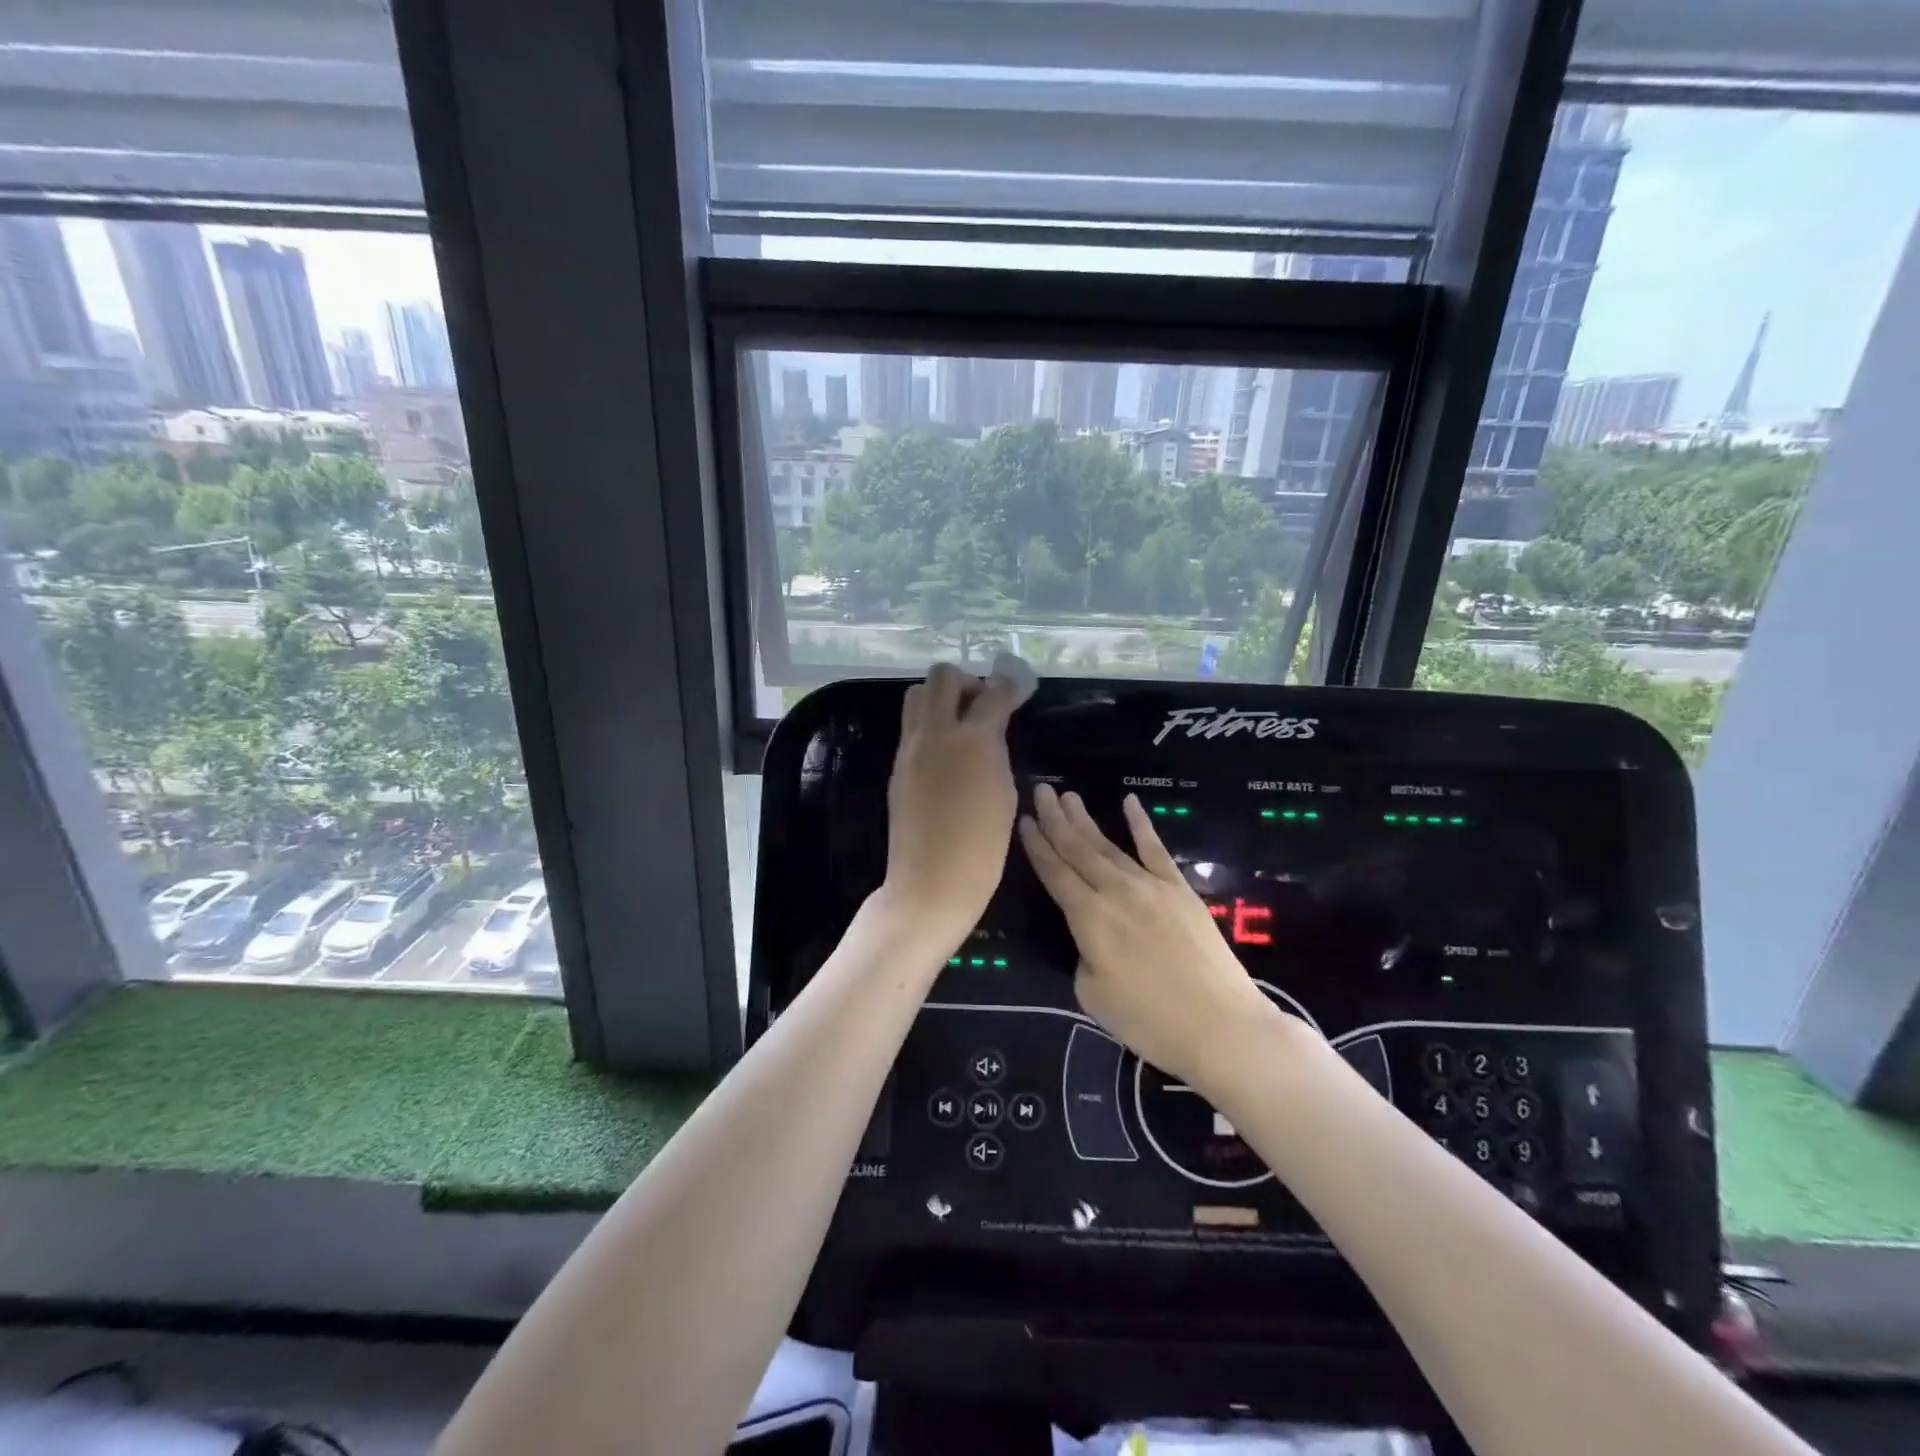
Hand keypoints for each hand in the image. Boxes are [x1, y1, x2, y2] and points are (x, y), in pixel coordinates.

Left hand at [883, 663, 1018, 941]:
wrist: (931, 881)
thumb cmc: (982, 846)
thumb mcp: (1003, 792)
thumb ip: (994, 751)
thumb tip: (987, 733)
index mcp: (972, 740)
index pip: (993, 693)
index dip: (1009, 685)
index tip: (1018, 686)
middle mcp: (935, 733)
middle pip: (943, 677)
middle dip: (967, 682)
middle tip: (982, 705)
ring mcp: (910, 748)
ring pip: (917, 695)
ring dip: (941, 699)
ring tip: (960, 726)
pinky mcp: (897, 766)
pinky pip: (911, 727)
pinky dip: (930, 726)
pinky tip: (946, 753)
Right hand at [1019, 785, 1294, 1091]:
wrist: (1221, 1026)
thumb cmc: (1150, 1021)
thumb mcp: (1092, 995)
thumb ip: (1084, 956)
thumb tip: (1093, 938)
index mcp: (1089, 918)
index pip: (1055, 874)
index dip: (1037, 847)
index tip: (1024, 820)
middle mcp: (1115, 892)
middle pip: (1078, 849)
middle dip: (1056, 820)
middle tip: (1041, 790)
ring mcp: (1151, 886)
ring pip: (1109, 845)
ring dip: (1086, 820)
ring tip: (1068, 796)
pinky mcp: (1180, 889)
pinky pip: (1156, 849)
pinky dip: (1141, 824)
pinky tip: (1130, 802)